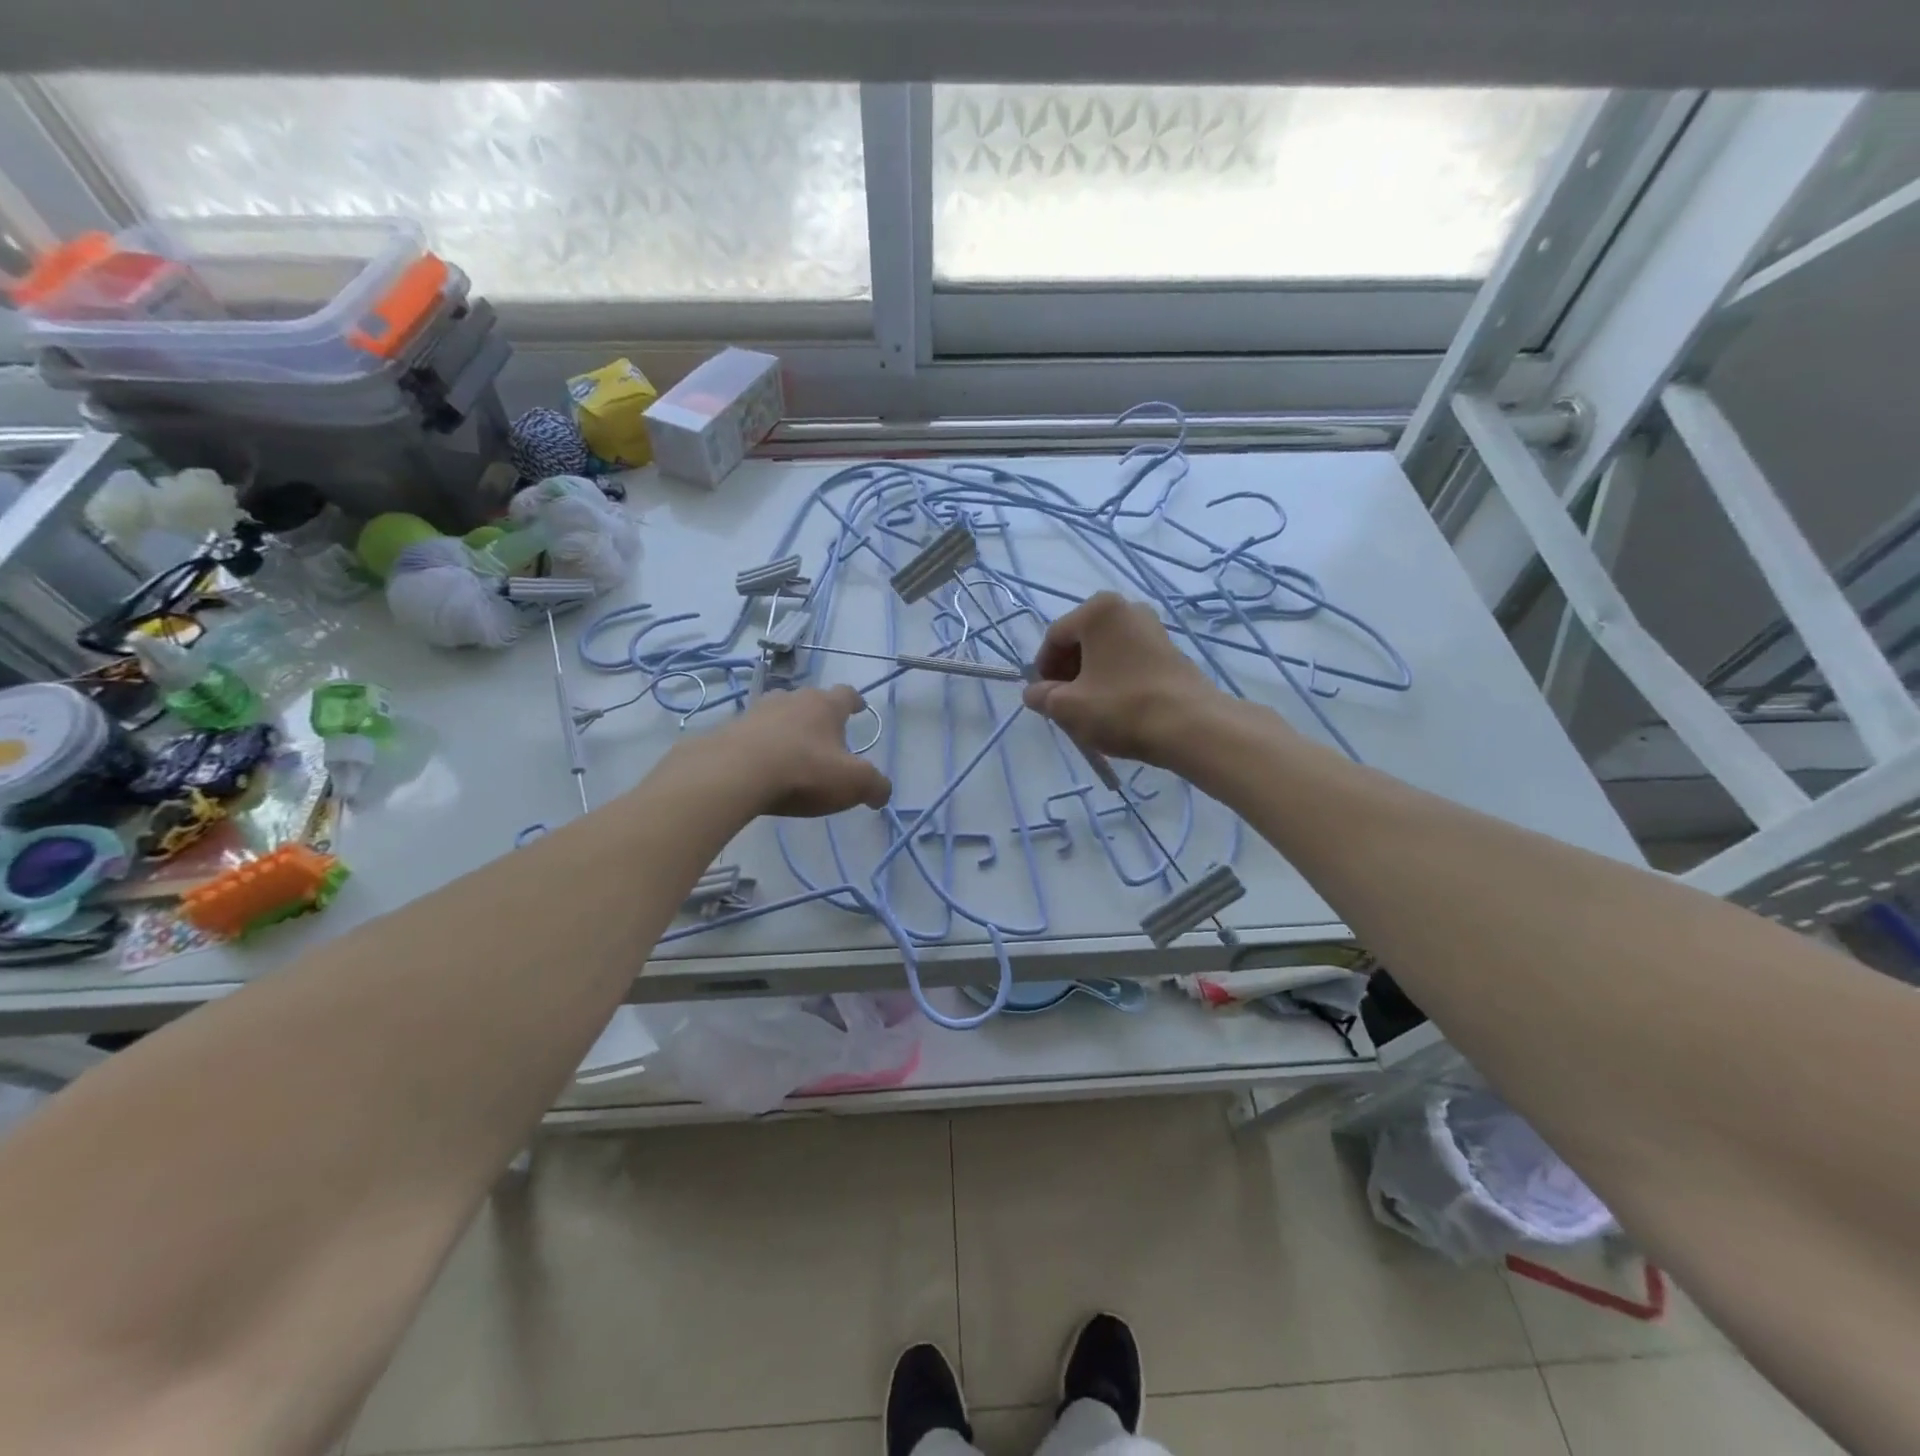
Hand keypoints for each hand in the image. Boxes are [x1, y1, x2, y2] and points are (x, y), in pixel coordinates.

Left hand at [702, 685, 892, 817]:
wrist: (734, 773)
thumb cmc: (804, 770)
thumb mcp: (853, 783)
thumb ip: (875, 786)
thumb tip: (882, 793)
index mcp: (825, 705)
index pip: (846, 694)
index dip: (855, 702)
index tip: (859, 708)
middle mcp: (792, 699)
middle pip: (810, 700)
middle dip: (819, 715)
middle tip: (825, 735)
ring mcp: (757, 711)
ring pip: (778, 713)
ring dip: (787, 726)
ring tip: (791, 748)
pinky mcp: (730, 730)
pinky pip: (752, 733)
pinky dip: (760, 744)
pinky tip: (761, 764)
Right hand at [1022, 593, 1218, 766]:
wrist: (1191, 726)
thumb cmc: (1122, 708)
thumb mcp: (1067, 707)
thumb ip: (1042, 696)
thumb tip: (1034, 693)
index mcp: (1098, 611)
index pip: (1055, 637)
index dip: (1042, 669)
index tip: (1042, 698)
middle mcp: (1127, 608)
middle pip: (1082, 640)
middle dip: (1067, 671)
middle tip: (1063, 704)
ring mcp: (1153, 627)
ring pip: (1106, 651)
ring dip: (1091, 676)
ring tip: (1089, 709)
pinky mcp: (1170, 649)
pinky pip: (1128, 659)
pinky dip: (1115, 678)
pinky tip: (1116, 706)